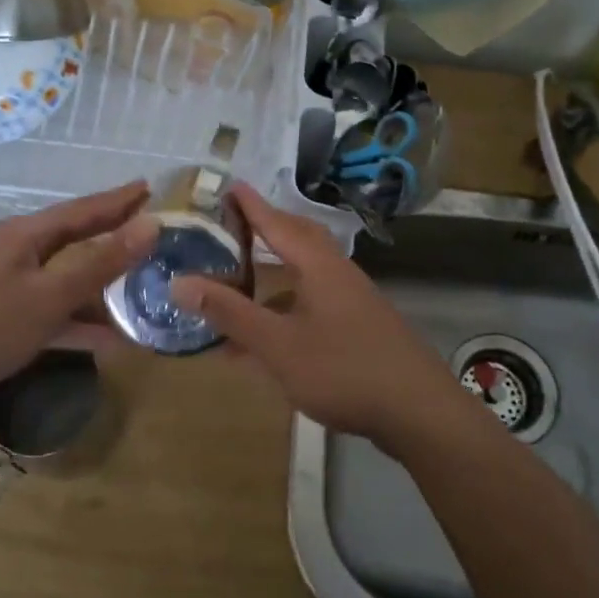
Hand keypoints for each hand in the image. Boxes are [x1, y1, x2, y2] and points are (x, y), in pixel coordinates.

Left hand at [0, 182, 158, 417]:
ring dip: (100, 289)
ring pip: (63, 281)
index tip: (149, 187)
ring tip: (140, 290)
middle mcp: (15, 253)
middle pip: (74, 241)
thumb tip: (151, 224)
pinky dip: (77, 323)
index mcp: (25, 235)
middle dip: (111, 238)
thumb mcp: (48, 296)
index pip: (83, 209)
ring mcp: (5, 287)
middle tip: (149, 232)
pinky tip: (108, 340)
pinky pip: (49, 313)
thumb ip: (101, 263)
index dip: (119, 200)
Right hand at [171, 184, 470, 452]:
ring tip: (241, 280)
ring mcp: (354, 302)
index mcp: (319, 267)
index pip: (278, 223)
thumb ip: (230, 314)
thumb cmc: (343, 370)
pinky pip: (314, 304)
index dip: (251, 205)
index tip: (229, 185)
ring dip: (274, 274)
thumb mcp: (278, 345)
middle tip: (235, 224)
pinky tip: (268, 338)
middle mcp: (338, 275)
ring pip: (306, 275)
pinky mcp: (361, 329)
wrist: (418, 413)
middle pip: (299, 240)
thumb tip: (180, 282)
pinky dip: (286, 309)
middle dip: (267, 229)